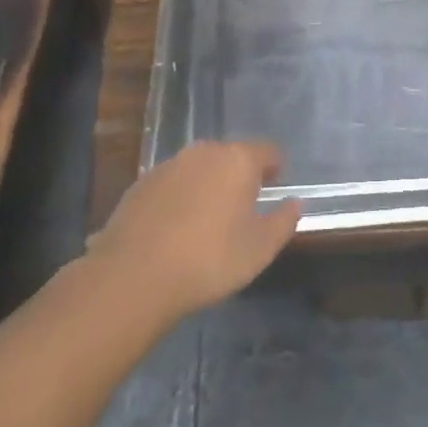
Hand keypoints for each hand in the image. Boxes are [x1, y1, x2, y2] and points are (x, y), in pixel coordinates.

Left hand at [87, 141, 302, 324]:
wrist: (133, 276)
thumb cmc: (209, 259)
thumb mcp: (260, 249)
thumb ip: (283, 221)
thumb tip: (294, 203)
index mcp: (238, 159)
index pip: (267, 151)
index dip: (275, 168)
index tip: (275, 187)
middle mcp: (204, 152)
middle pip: (231, 156)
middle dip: (240, 176)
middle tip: (243, 207)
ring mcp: (169, 165)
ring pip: (199, 168)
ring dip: (208, 185)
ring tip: (208, 220)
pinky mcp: (141, 184)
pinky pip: (172, 184)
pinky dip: (180, 198)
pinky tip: (176, 229)